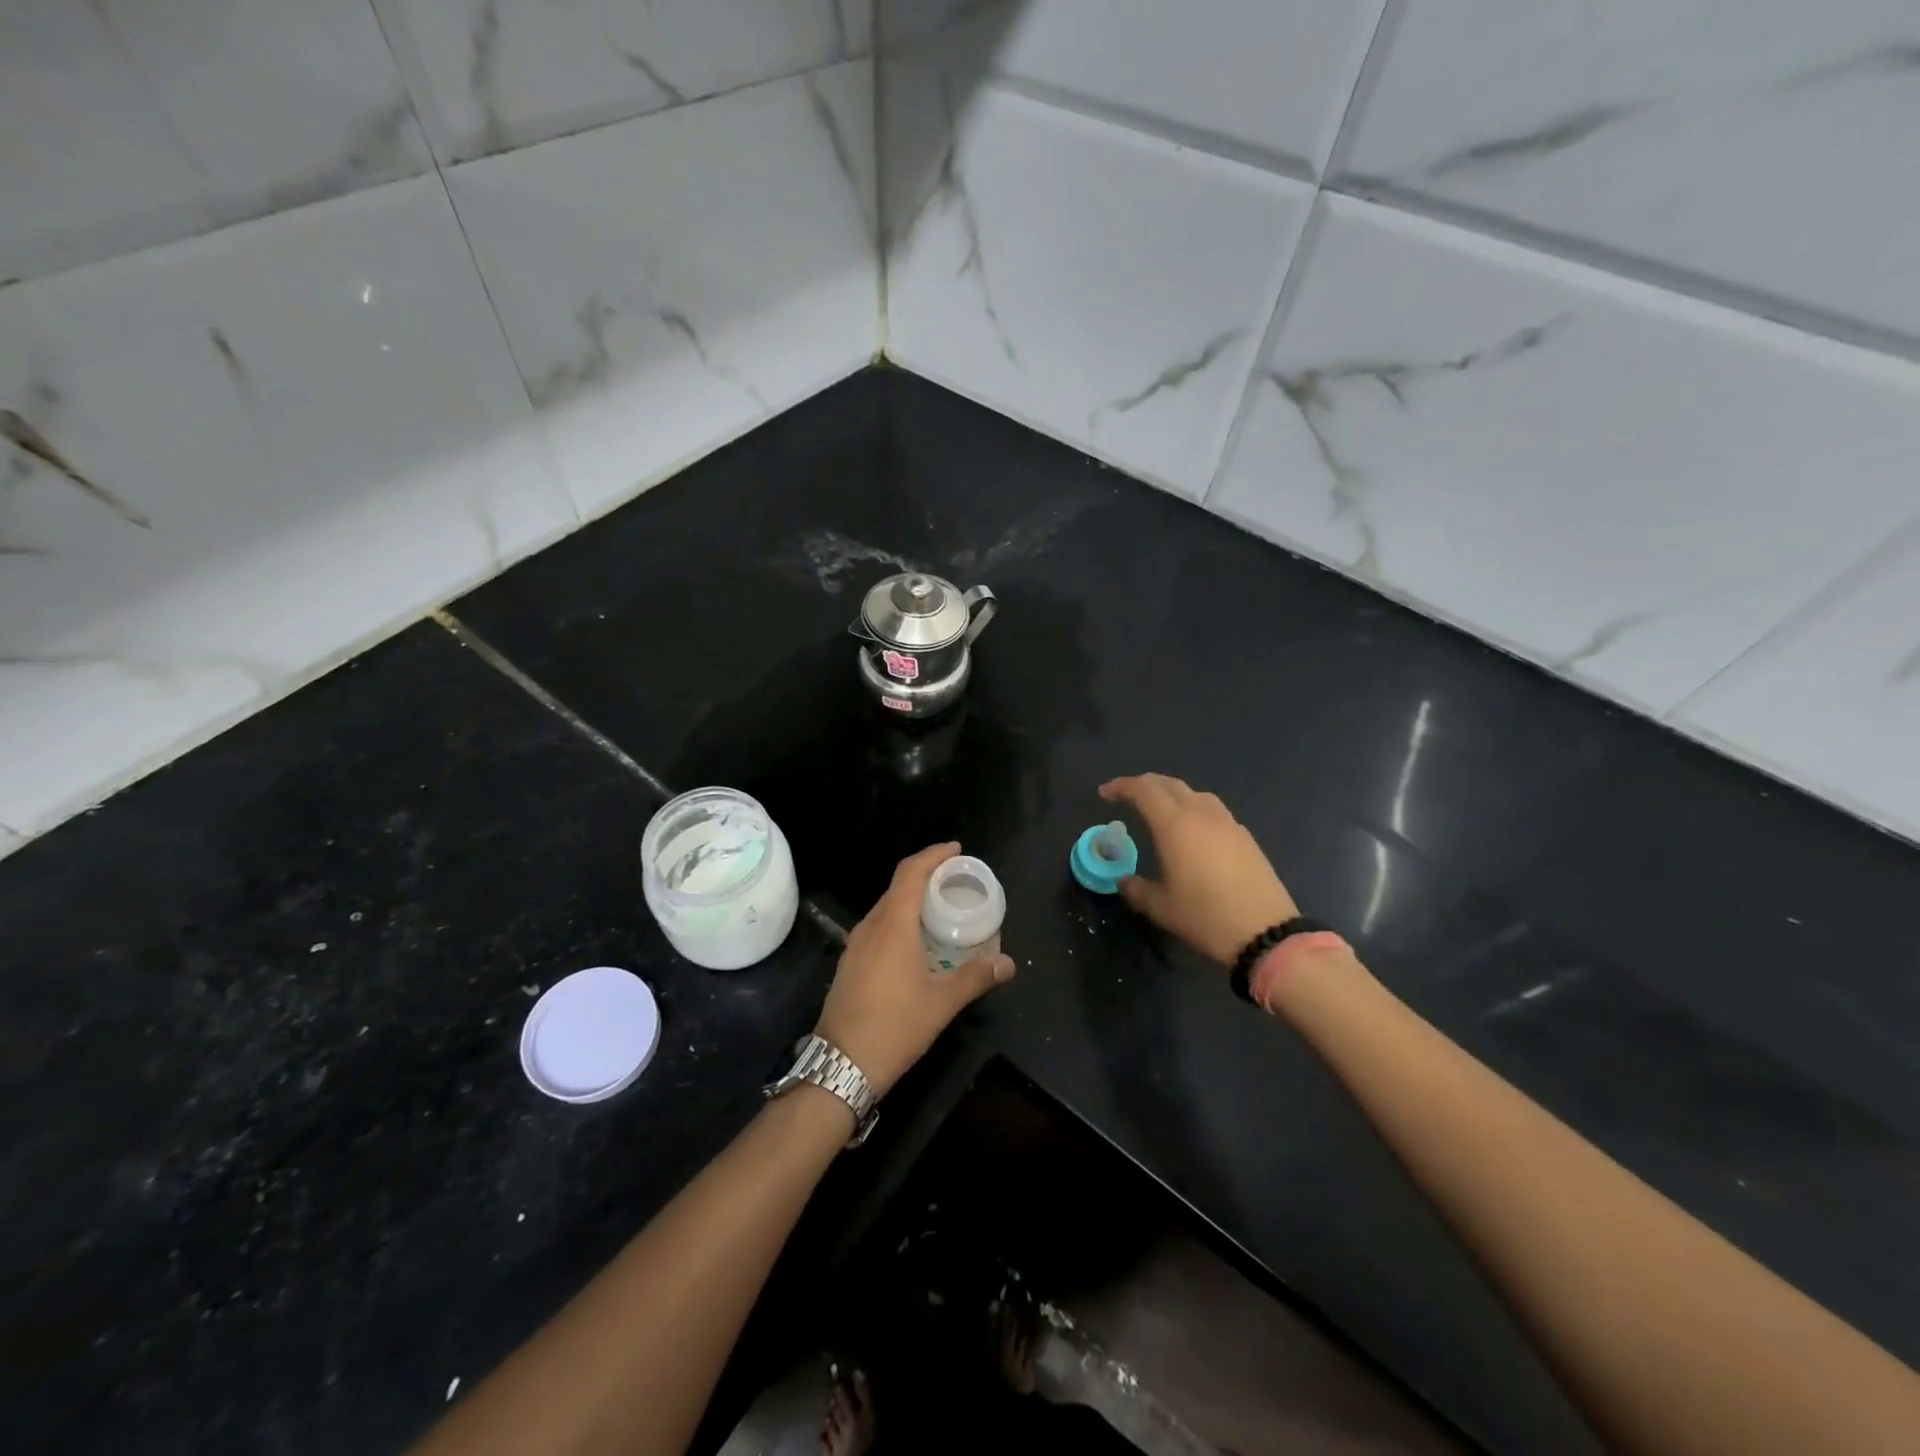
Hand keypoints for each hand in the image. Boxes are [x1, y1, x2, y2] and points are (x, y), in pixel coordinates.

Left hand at [815, 842, 1015, 1095]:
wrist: (840, 1065)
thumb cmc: (895, 1026)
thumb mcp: (942, 1002)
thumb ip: (976, 977)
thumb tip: (1009, 963)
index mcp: (893, 925)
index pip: (911, 872)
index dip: (933, 855)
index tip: (956, 850)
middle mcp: (871, 926)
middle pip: (898, 886)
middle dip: (926, 875)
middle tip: (956, 880)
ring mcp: (855, 945)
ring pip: (886, 908)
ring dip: (911, 899)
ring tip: (940, 908)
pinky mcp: (849, 963)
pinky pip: (878, 927)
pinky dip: (899, 920)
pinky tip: (915, 941)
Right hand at [1099, 774, 1299, 966]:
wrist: (1265, 932)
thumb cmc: (1205, 917)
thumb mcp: (1161, 908)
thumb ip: (1136, 889)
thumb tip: (1123, 880)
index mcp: (1174, 825)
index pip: (1143, 790)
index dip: (1121, 786)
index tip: (1105, 794)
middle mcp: (1201, 815)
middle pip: (1169, 784)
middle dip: (1145, 785)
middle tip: (1127, 796)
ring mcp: (1227, 823)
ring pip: (1195, 793)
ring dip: (1172, 794)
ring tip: (1160, 811)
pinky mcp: (1245, 837)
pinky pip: (1214, 810)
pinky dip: (1195, 809)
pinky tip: (1193, 832)